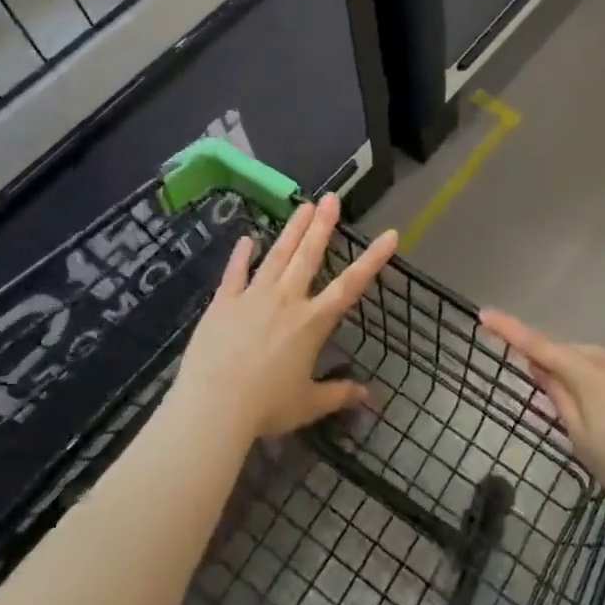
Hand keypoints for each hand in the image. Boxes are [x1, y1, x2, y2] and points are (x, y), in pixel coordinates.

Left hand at [174, 193, 399, 439]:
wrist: (214, 406)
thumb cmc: (266, 407)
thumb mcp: (308, 404)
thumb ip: (338, 395)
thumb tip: (369, 396)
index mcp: (313, 322)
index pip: (351, 285)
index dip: (373, 259)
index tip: (390, 234)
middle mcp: (287, 300)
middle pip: (309, 256)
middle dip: (323, 225)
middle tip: (332, 198)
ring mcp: (253, 297)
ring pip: (277, 256)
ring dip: (292, 230)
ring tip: (303, 206)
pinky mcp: (224, 302)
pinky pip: (235, 273)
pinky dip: (242, 255)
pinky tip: (247, 239)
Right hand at [480, 310, 604, 524]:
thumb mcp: (582, 440)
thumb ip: (559, 398)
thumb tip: (539, 366)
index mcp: (592, 374)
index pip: (541, 346)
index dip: (511, 331)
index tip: (485, 315)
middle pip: (570, 352)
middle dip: (550, 360)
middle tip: (535, 384)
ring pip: (595, 360)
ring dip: (577, 372)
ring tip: (575, 408)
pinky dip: (600, 380)